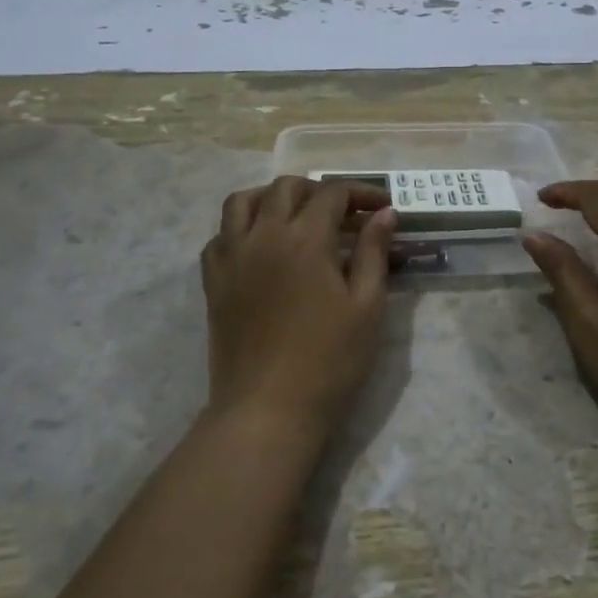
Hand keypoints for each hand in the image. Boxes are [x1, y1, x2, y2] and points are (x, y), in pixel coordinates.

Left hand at [200, 176, 396, 440]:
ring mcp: (231, 257)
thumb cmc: (329, 361)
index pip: (332, 193)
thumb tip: (384, 214)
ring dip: (272, 198)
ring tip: (295, 217)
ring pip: (243, 202)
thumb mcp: (366, 307)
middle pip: (286, 188)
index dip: (360, 193)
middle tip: (343, 214)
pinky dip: (240, 228)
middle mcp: (263, 235)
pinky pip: (220, 236)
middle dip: (319, 190)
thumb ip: (374, 253)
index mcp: (305, 239)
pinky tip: (260, 247)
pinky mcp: (213, 281)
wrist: (268, 410)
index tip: (382, 207)